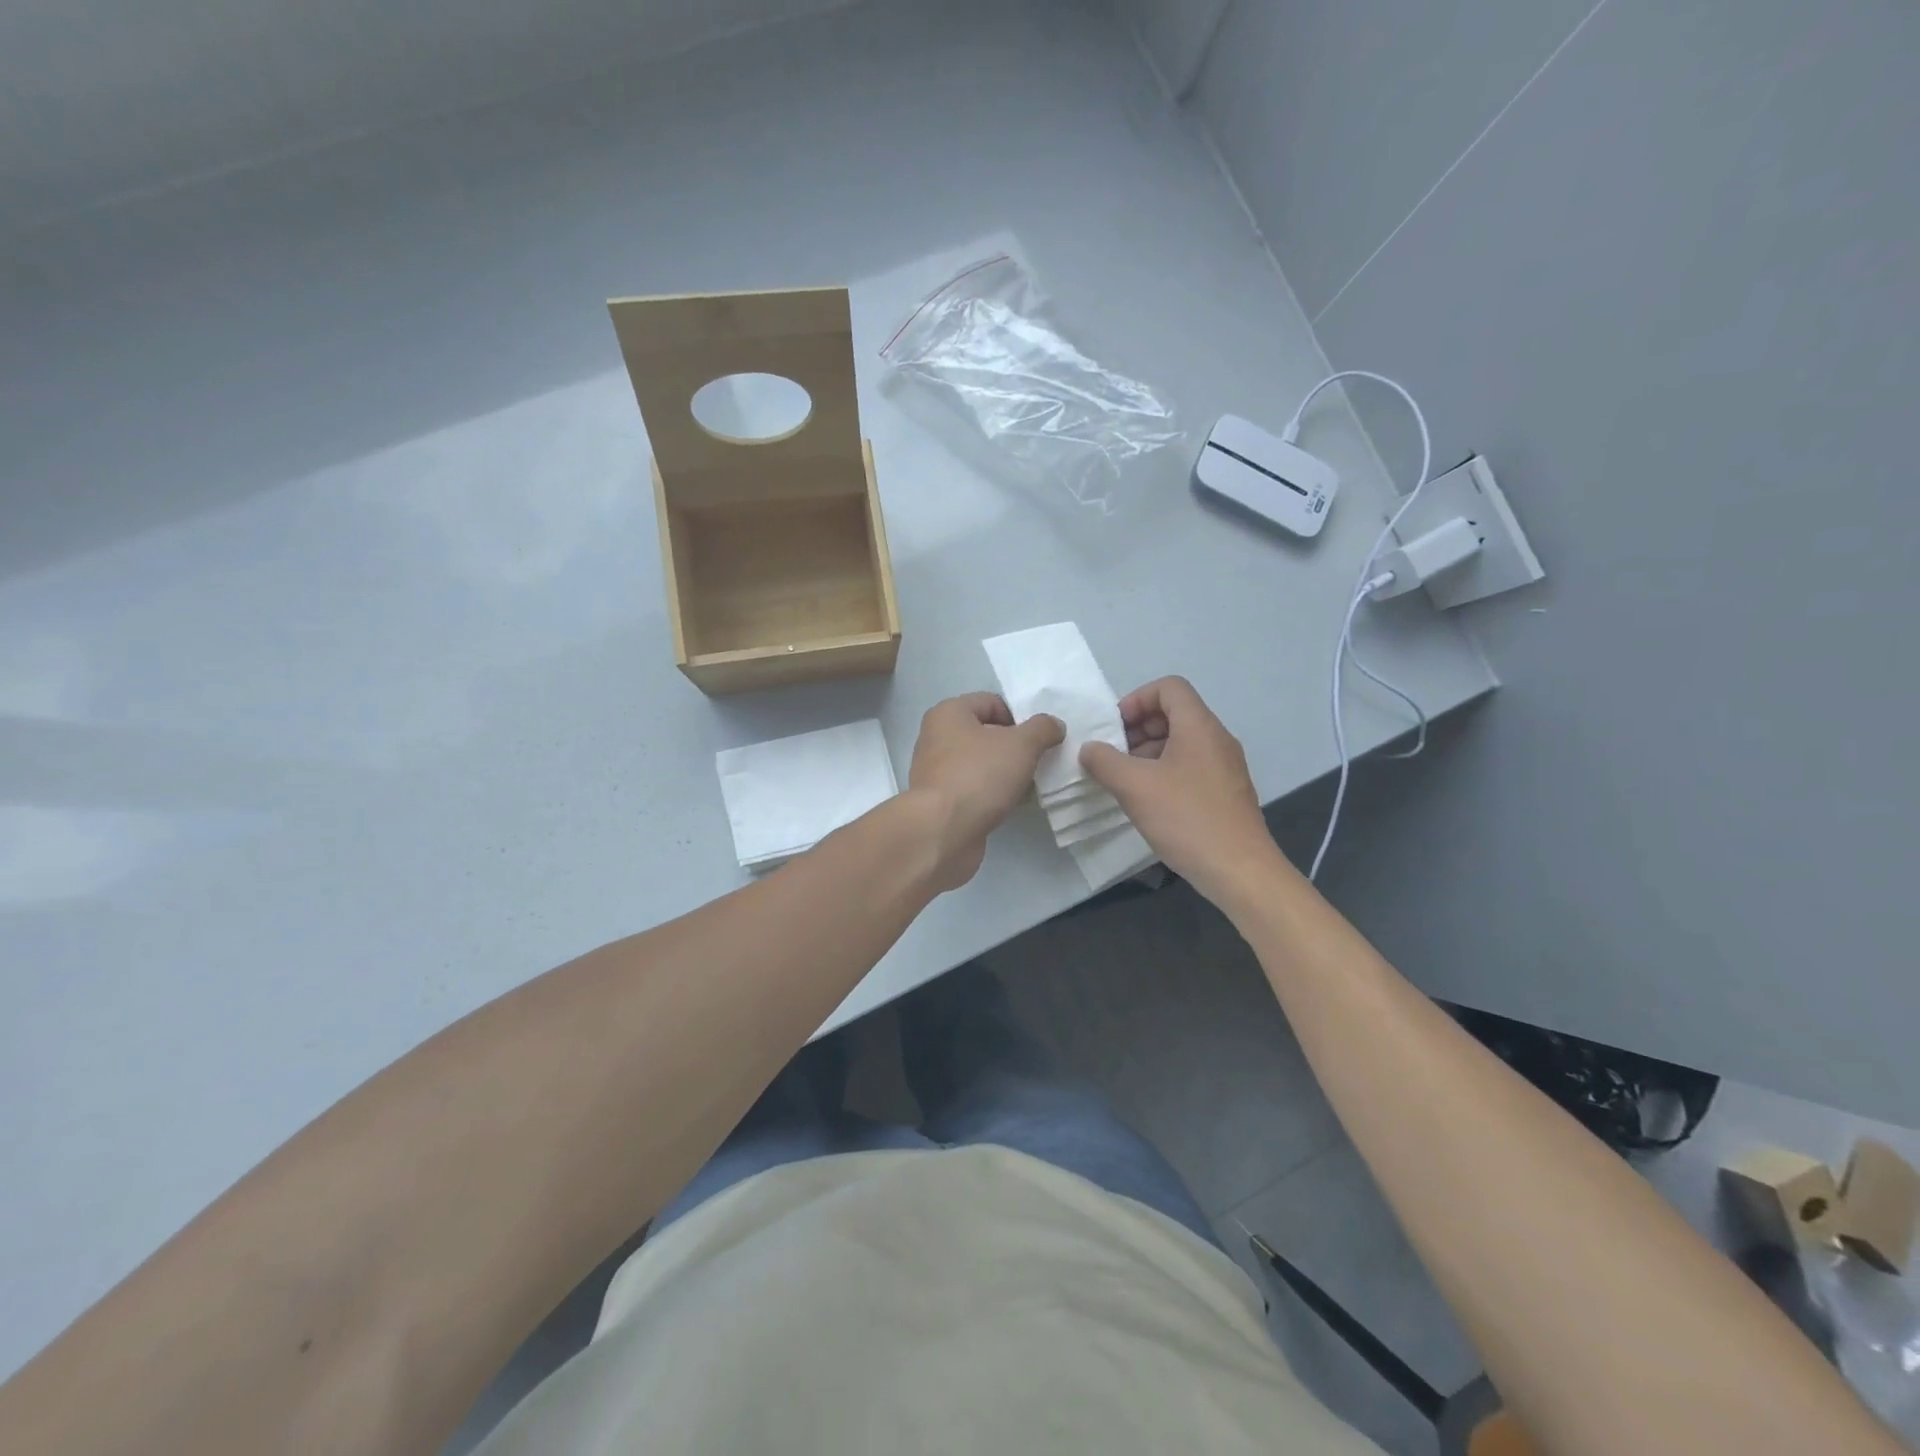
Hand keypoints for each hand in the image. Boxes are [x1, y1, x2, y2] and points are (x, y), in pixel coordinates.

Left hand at [908, 692, 1063, 890]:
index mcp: (949, 713)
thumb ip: (1042, 729)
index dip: (1020, 717)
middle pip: (986, 734)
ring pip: (982, 764)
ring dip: (1007, 773)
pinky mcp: (941, 802)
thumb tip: (1053, 725)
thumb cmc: (979, 776)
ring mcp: (936, 772)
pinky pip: (975, 789)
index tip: (1039, 740)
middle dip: (1016, 747)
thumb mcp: (1022, 745)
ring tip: (1031, 785)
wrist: (943, 832)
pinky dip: (994, 794)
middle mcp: (937, 737)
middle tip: (1039, 762)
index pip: (992, 703)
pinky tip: (1013, 804)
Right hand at [1079, 676, 1286, 905]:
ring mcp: (1225, 766)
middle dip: (1138, 728)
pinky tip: (1148, 801)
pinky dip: (1165, 771)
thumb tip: (1089, 748)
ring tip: (1125, 780)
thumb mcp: (1134, 787)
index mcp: (1199, 726)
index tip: (1114, 728)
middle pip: (1175, 713)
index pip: (1169, 687)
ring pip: (1182, 741)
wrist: (1239, 870)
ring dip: (1149, 752)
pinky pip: (1191, 765)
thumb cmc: (1186, 819)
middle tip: (1113, 755)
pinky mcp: (1226, 792)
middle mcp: (1217, 739)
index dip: (1136, 699)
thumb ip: (1104, 761)